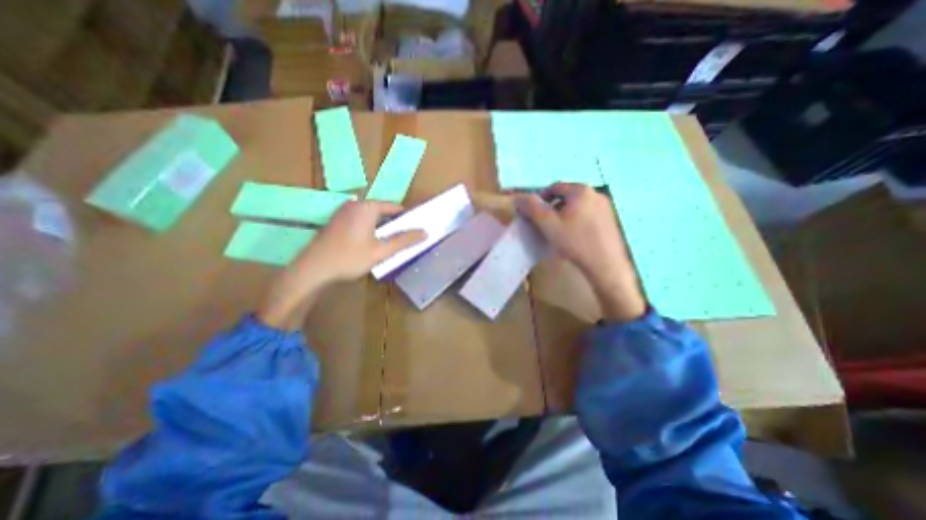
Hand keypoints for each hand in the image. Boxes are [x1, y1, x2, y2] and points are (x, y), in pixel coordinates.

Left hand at [253, 201, 424, 328]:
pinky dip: (370, 230)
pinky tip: (370, 245)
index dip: (406, 218)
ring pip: (371, 217)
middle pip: (382, 211)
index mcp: (366, 206)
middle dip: (394, 224)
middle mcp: (354, 204)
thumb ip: (404, 240)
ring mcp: (343, 212)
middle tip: (403, 240)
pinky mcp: (336, 222)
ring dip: (382, 228)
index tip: (415, 230)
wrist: (313, 270)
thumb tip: (425, 232)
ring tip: (389, 244)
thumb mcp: (381, 251)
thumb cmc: (349, 258)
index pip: (394, 207)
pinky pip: (360, 221)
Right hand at [517, 181, 644, 320]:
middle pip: (567, 196)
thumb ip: (532, 208)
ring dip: (564, 215)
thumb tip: (518, 197)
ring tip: (558, 231)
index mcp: (581, 191)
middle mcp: (596, 194)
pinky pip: (588, 215)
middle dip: (552, 207)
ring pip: (578, 206)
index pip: (554, 187)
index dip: (540, 198)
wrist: (606, 265)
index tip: (532, 212)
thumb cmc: (575, 242)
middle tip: (543, 223)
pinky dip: (577, 221)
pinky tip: (574, 237)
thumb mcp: (548, 224)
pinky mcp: (611, 221)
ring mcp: (606, 208)